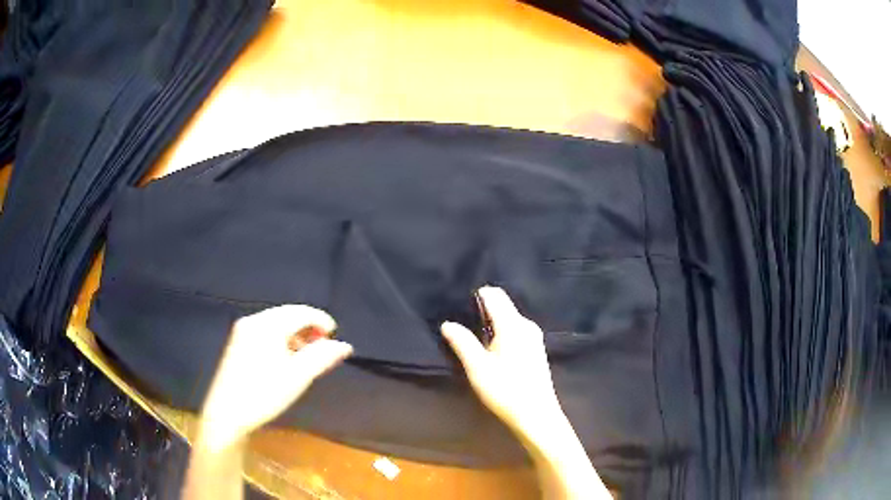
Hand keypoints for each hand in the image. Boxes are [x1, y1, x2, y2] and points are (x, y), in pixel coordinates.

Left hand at [199, 305, 352, 447]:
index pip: (301, 312)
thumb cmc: (263, 394)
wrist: (226, 414)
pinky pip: (265, 332)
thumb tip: (345, 345)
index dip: (321, 321)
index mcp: (267, 325)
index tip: (335, 337)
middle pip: (288, 315)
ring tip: (307, 356)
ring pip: (276, 323)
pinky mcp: (237, 343)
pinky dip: (281, 339)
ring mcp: (242, 331)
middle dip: (308, 328)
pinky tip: (286, 359)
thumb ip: (322, 357)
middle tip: (323, 348)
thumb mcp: (297, 377)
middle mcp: (253, 321)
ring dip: (295, 334)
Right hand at [441, 286, 563, 436]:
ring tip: (475, 338)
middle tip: (463, 324)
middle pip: (503, 305)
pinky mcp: (536, 349)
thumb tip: (447, 323)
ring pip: (509, 319)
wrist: (536, 414)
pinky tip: (493, 350)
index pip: (494, 295)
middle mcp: (526, 325)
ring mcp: (534, 337)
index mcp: (513, 324)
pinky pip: (516, 330)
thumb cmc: (505, 390)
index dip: (477, 296)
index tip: (460, 306)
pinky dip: (502, 333)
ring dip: (492, 323)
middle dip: (483, 309)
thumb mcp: (478, 367)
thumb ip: (462, 342)